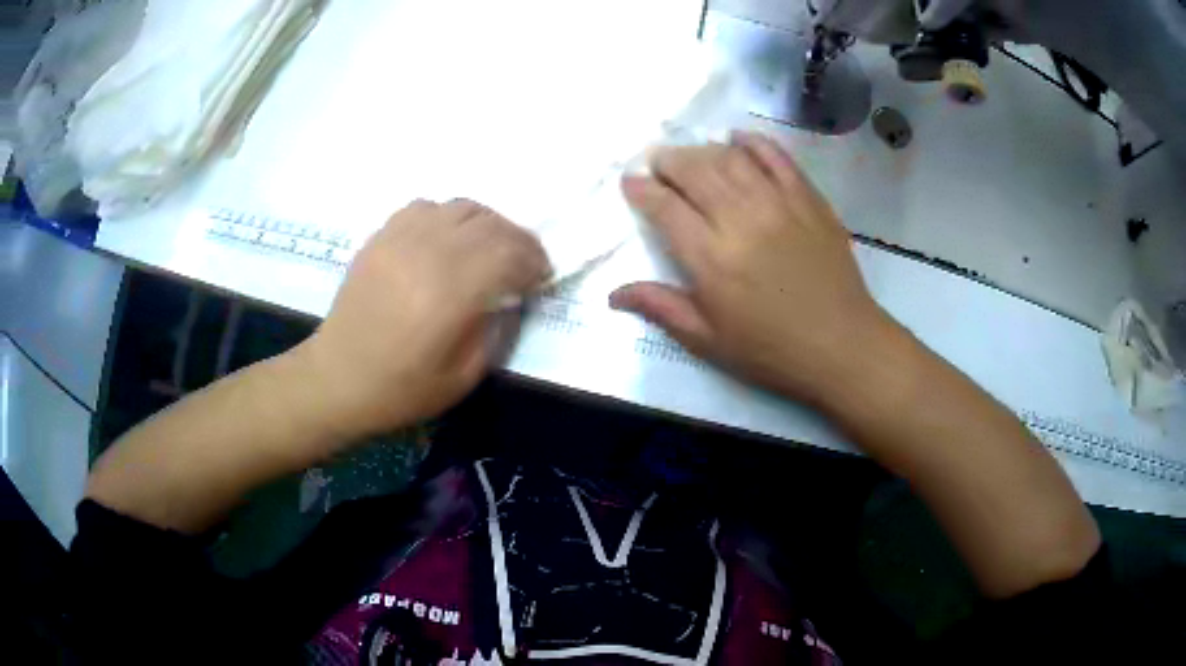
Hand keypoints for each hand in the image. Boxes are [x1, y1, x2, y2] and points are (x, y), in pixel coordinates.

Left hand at [297, 199, 550, 438]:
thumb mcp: (465, 376)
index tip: (542, 276)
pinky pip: (426, 207)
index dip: (534, 260)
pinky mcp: (380, 237)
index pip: (508, 252)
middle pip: (489, 224)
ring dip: (486, 225)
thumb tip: (511, 296)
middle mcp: (427, 253)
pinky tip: (446, 242)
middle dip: (518, 240)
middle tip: (525, 262)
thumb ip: (497, 330)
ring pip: (460, 207)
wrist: (338, 379)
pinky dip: (448, 218)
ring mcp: (399, 239)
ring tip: (489, 249)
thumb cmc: (401, 389)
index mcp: (450, 293)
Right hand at [610, 132, 897, 404]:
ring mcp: (778, 203)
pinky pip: (776, 156)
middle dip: (667, 161)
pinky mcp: (808, 198)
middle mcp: (740, 219)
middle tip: (657, 164)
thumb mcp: (708, 340)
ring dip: (702, 150)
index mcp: (710, 259)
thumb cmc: (771, 350)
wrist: (841, 345)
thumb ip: (661, 308)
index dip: (641, 190)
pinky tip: (737, 139)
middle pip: (694, 171)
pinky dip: (753, 142)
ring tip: (691, 156)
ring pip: (730, 158)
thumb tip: (613, 294)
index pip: (665, 207)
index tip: (631, 182)